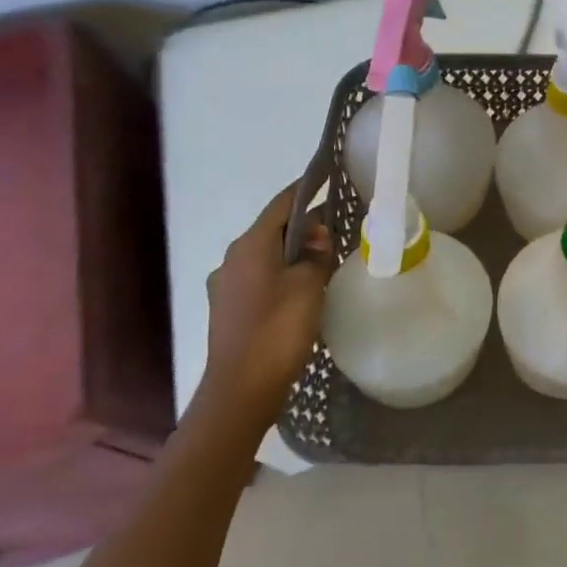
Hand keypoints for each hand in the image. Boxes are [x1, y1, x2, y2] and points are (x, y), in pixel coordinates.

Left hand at [200, 183, 337, 437]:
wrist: (241, 390)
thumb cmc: (277, 329)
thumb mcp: (310, 285)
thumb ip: (317, 254)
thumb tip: (318, 236)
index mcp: (249, 246)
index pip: (281, 204)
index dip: (307, 189)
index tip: (329, 175)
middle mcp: (232, 259)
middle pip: (273, 230)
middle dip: (305, 226)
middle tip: (339, 226)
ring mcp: (226, 286)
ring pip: (268, 256)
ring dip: (295, 252)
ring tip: (327, 258)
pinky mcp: (229, 310)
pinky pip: (262, 278)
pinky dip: (284, 274)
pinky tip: (305, 288)